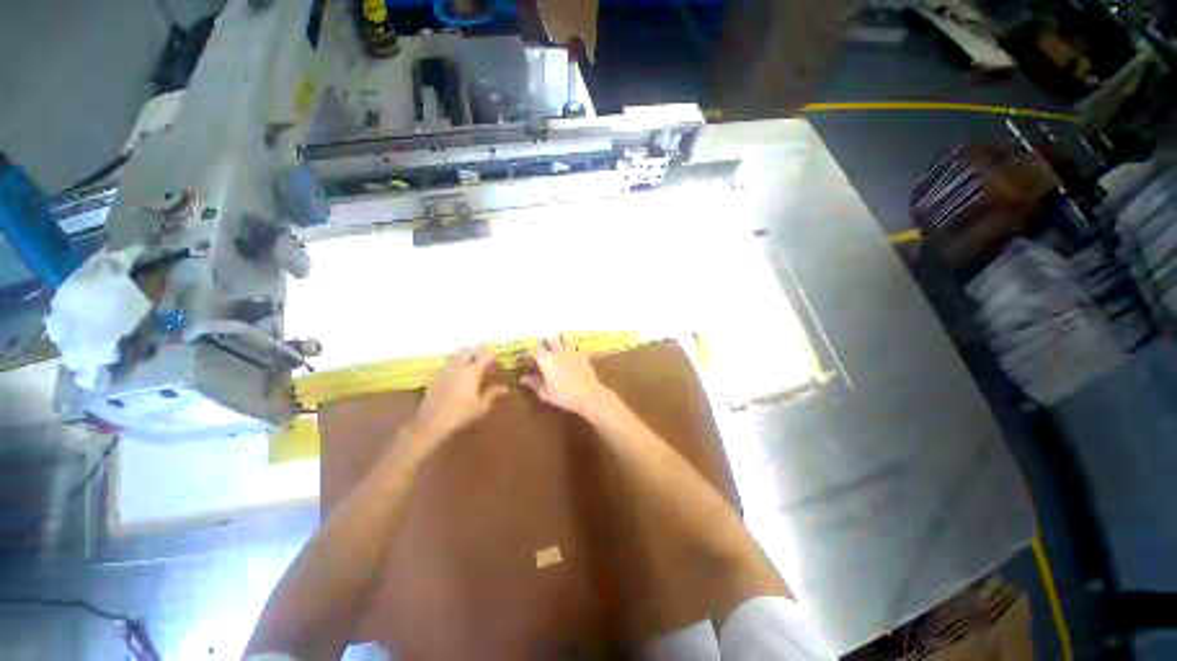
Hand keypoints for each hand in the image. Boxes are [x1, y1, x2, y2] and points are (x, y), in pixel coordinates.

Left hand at [412, 347, 508, 444]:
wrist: (432, 422)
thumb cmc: (461, 413)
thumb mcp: (481, 406)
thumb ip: (493, 394)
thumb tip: (505, 388)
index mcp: (472, 371)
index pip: (486, 355)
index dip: (493, 356)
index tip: (498, 362)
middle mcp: (459, 365)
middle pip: (468, 350)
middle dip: (477, 352)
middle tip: (484, 362)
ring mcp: (445, 369)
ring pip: (456, 355)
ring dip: (465, 357)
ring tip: (471, 367)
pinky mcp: (435, 376)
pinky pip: (448, 364)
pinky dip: (455, 365)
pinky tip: (458, 377)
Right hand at [521, 336, 612, 415]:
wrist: (588, 394)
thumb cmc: (563, 395)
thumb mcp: (545, 392)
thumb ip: (534, 383)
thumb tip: (523, 378)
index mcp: (546, 359)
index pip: (534, 348)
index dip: (530, 351)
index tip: (528, 356)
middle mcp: (558, 350)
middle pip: (549, 337)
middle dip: (544, 340)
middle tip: (542, 347)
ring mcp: (571, 351)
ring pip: (564, 337)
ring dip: (559, 338)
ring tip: (556, 345)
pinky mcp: (582, 354)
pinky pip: (574, 345)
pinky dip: (570, 346)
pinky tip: (570, 353)